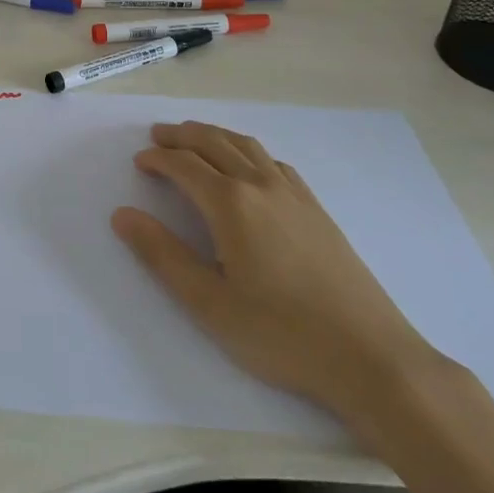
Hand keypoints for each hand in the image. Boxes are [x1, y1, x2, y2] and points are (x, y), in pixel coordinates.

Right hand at [110, 121, 436, 421]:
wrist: (371, 357)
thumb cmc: (281, 334)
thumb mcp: (208, 303)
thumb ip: (162, 255)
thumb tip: (122, 215)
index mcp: (230, 204)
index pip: (184, 165)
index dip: (158, 159)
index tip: (140, 161)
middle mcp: (260, 186)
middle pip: (214, 143)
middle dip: (182, 135)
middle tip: (158, 135)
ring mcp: (294, 195)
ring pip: (247, 147)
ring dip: (215, 136)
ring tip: (195, 138)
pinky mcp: (317, 210)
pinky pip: (275, 163)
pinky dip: (249, 152)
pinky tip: (249, 167)